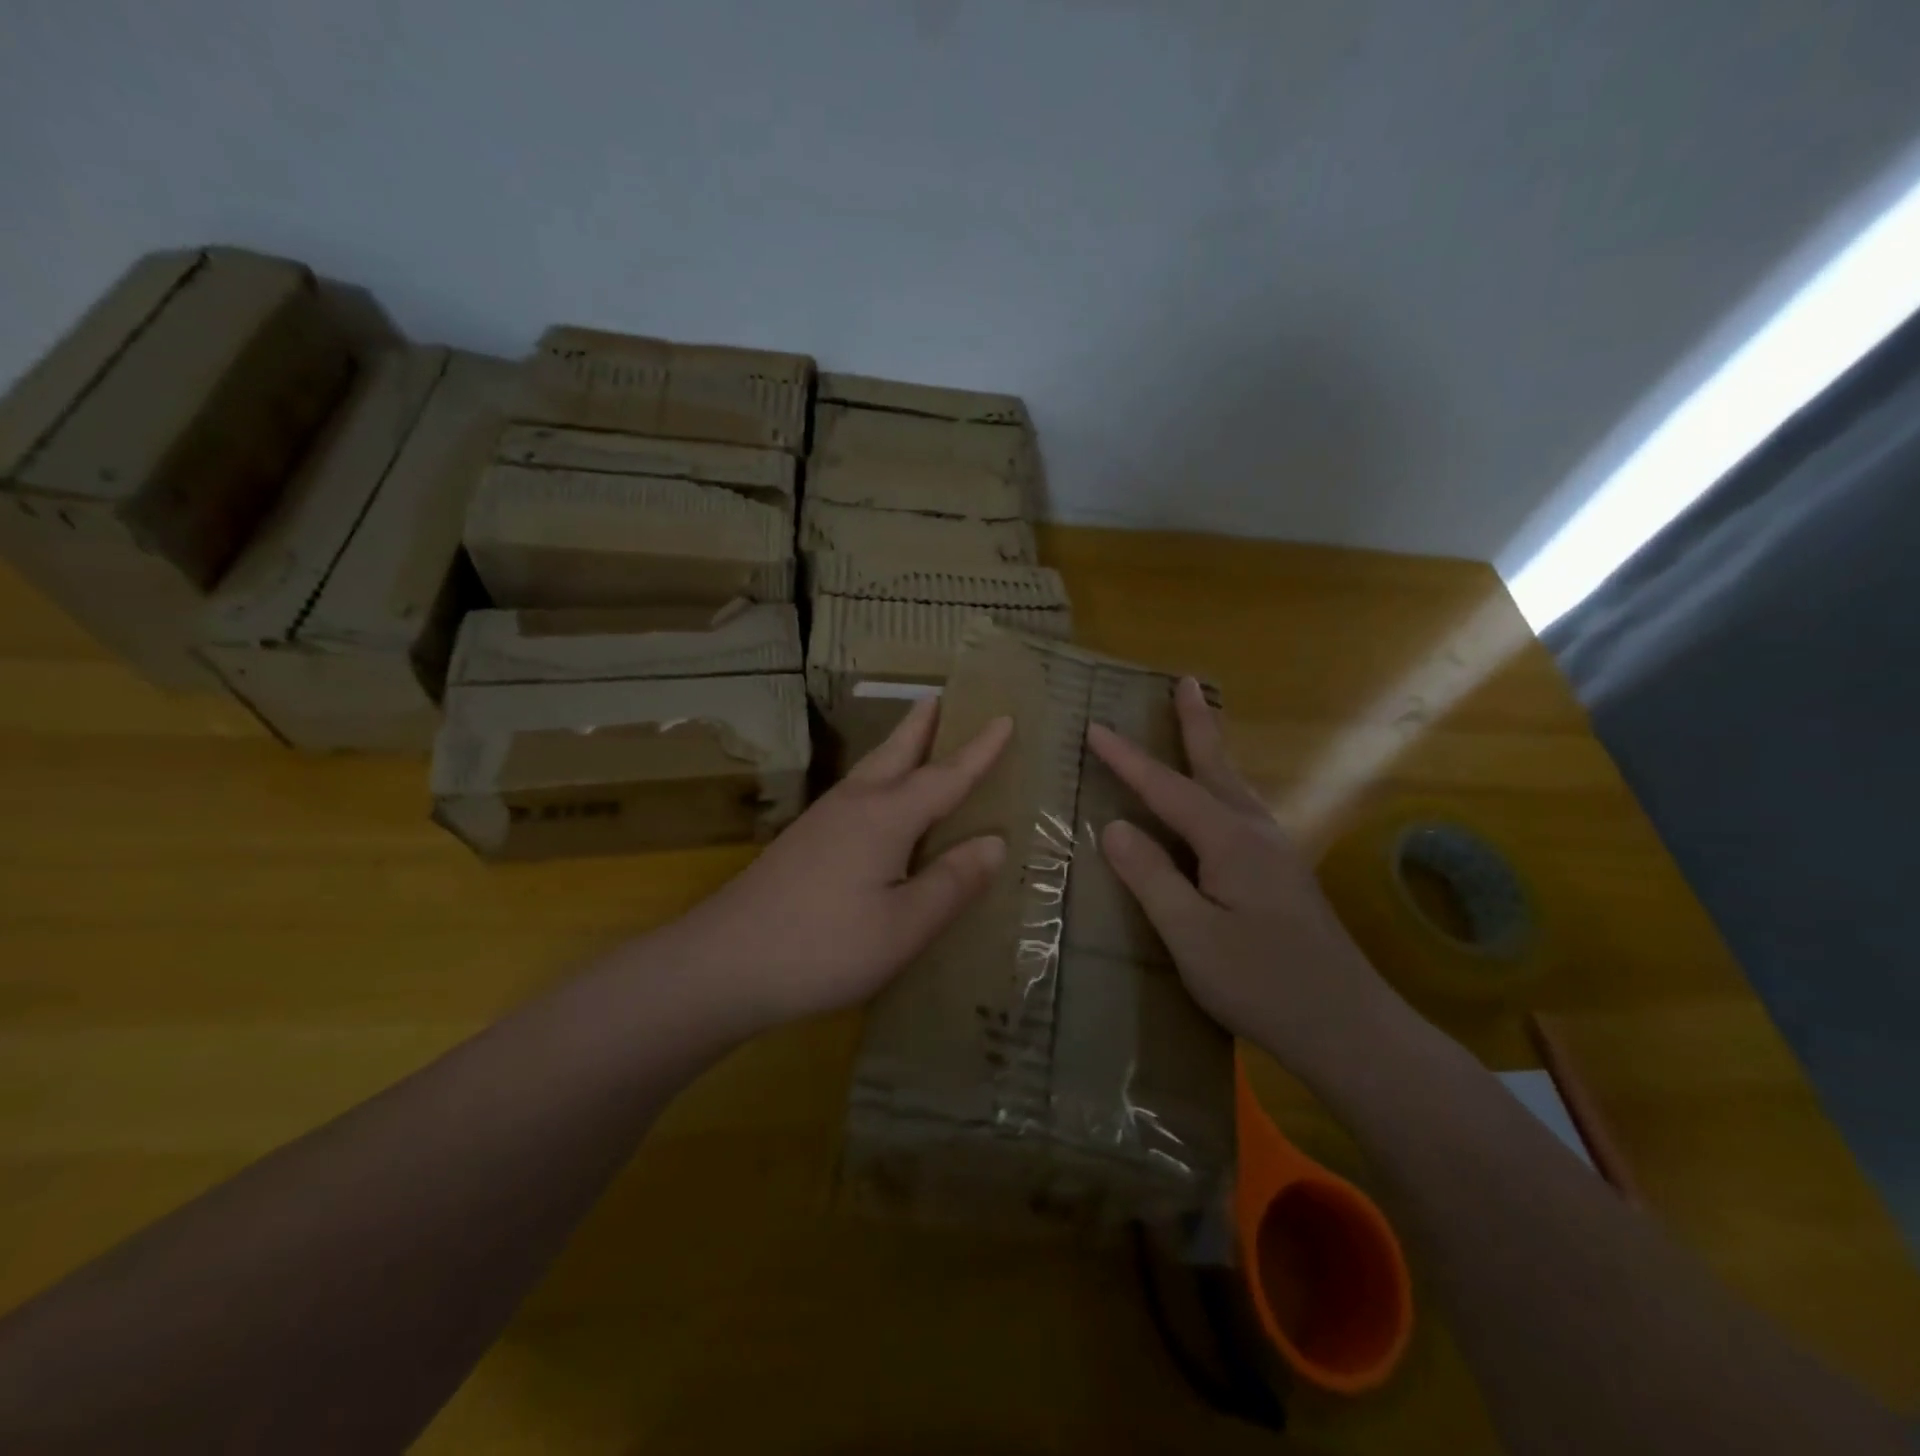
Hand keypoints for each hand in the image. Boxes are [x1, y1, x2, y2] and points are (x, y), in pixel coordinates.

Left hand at [665, 698, 1010, 1031]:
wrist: (722, 963)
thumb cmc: (824, 947)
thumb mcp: (903, 926)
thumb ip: (952, 883)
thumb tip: (994, 842)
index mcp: (886, 817)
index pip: (945, 775)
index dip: (979, 750)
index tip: (1004, 718)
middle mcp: (854, 806)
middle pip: (897, 753)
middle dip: (924, 725)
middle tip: (944, 697)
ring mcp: (822, 821)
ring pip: (870, 769)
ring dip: (899, 747)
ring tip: (917, 736)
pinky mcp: (803, 842)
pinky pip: (855, 793)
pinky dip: (879, 778)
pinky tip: (876, 802)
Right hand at [1087, 678, 1408, 1082]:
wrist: (1349, 1028)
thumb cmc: (1262, 983)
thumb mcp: (1191, 935)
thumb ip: (1150, 877)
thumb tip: (1114, 826)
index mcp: (1229, 841)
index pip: (1167, 787)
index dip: (1128, 759)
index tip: (1094, 727)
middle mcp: (1256, 833)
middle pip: (1216, 767)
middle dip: (1197, 723)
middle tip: (1185, 683)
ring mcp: (1275, 854)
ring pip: (1234, 787)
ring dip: (1212, 752)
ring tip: (1199, 725)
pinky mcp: (1283, 876)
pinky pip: (1242, 812)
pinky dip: (1222, 787)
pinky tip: (1220, 803)